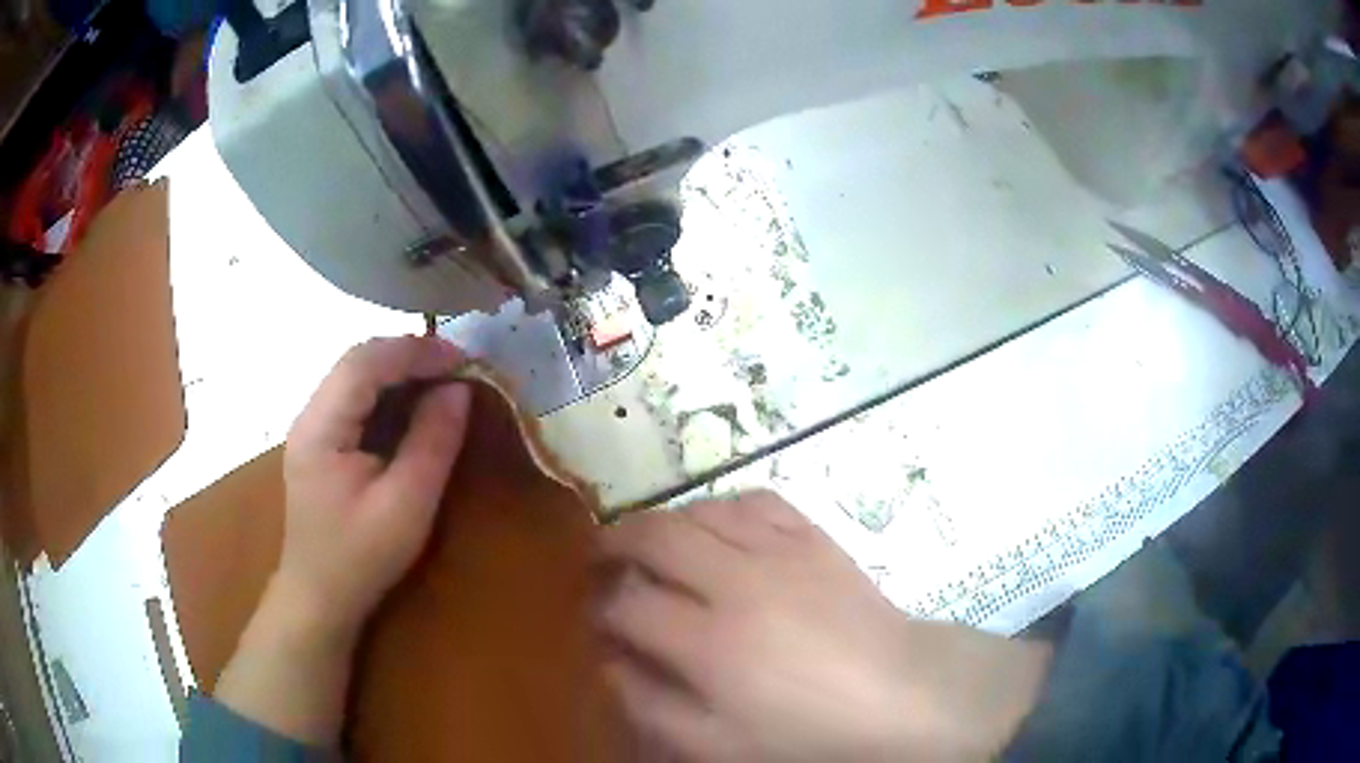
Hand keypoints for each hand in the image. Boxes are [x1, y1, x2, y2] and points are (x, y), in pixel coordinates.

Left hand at [278, 335, 471, 637]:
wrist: (319, 596)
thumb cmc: (362, 557)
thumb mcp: (407, 505)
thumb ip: (432, 442)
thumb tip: (459, 390)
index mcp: (321, 428)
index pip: (364, 364)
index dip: (414, 351)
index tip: (462, 358)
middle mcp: (309, 415)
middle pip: (356, 361)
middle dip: (408, 354)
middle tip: (456, 366)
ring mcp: (311, 427)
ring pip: (354, 375)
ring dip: (398, 369)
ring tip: (441, 378)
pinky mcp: (319, 441)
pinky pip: (354, 397)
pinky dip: (387, 390)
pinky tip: (412, 403)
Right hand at [597, 492, 1051, 761]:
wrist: (899, 693)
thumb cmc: (806, 732)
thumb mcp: (715, 744)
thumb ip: (649, 704)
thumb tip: (607, 661)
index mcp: (709, 643)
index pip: (627, 602)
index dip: (602, 605)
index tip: (598, 614)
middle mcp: (737, 583)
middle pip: (653, 535)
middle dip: (615, 541)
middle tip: (602, 557)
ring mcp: (780, 551)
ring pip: (700, 510)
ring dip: (665, 522)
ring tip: (655, 545)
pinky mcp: (813, 536)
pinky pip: (755, 500)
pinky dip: (722, 507)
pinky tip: (718, 527)